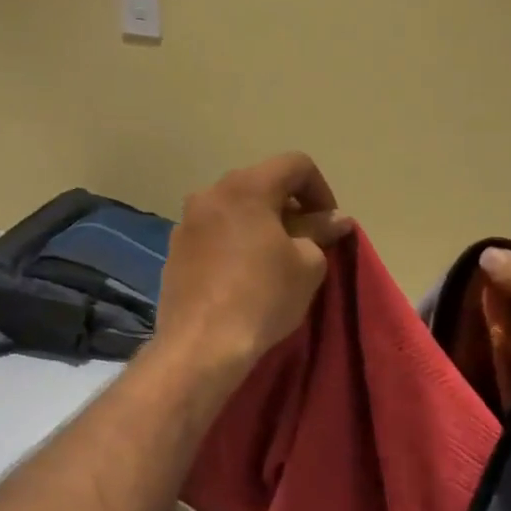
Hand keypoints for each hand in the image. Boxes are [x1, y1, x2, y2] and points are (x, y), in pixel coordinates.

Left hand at [153, 152, 351, 383]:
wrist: (202, 345)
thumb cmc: (264, 297)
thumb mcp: (308, 264)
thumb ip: (321, 232)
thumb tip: (336, 220)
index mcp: (246, 187)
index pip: (295, 165)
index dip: (321, 190)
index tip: (327, 225)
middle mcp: (211, 194)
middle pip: (261, 184)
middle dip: (289, 207)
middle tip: (306, 242)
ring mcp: (186, 222)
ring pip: (234, 210)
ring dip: (260, 225)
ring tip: (274, 260)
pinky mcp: (174, 252)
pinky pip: (214, 234)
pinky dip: (234, 244)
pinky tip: (243, 277)